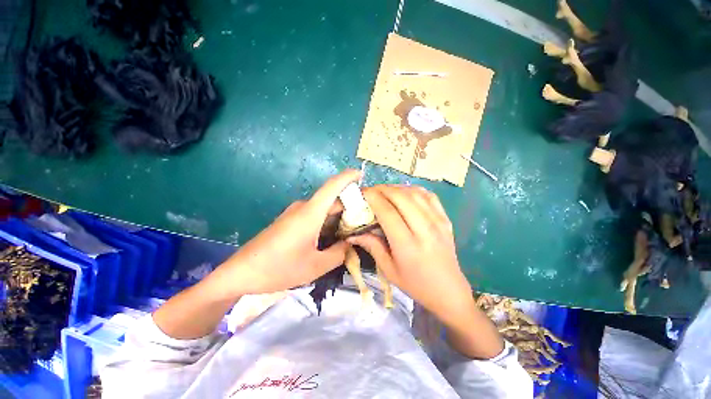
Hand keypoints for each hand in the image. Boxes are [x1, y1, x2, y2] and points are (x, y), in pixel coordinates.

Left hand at [217, 170, 360, 296]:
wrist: (241, 272)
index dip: (348, 177)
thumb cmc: (278, 268)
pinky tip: (334, 235)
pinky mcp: (290, 221)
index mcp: (310, 213)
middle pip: (331, 199)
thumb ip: (339, 254)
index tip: (361, 174)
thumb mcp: (315, 266)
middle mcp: (303, 208)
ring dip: (339, 215)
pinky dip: (328, 221)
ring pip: (323, 208)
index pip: (332, 186)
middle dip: (350, 203)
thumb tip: (349, 244)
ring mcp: (295, 213)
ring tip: (354, 228)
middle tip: (367, 216)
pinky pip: (314, 215)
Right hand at [347, 185, 473, 324]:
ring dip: (396, 188)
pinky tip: (405, 193)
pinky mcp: (445, 219)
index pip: (387, 212)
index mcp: (407, 245)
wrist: (449, 290)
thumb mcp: (389, 269)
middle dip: (382, 189)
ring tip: (384, 192)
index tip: (361, 193)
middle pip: (401, 197)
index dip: (372, 198)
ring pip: (414, 193)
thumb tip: (352, 233)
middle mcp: (424, 229)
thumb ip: (372, 246)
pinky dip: (413, 190)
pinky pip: (429, 196)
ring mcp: (438, 222)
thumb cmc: (415, 284)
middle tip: (370, 191)